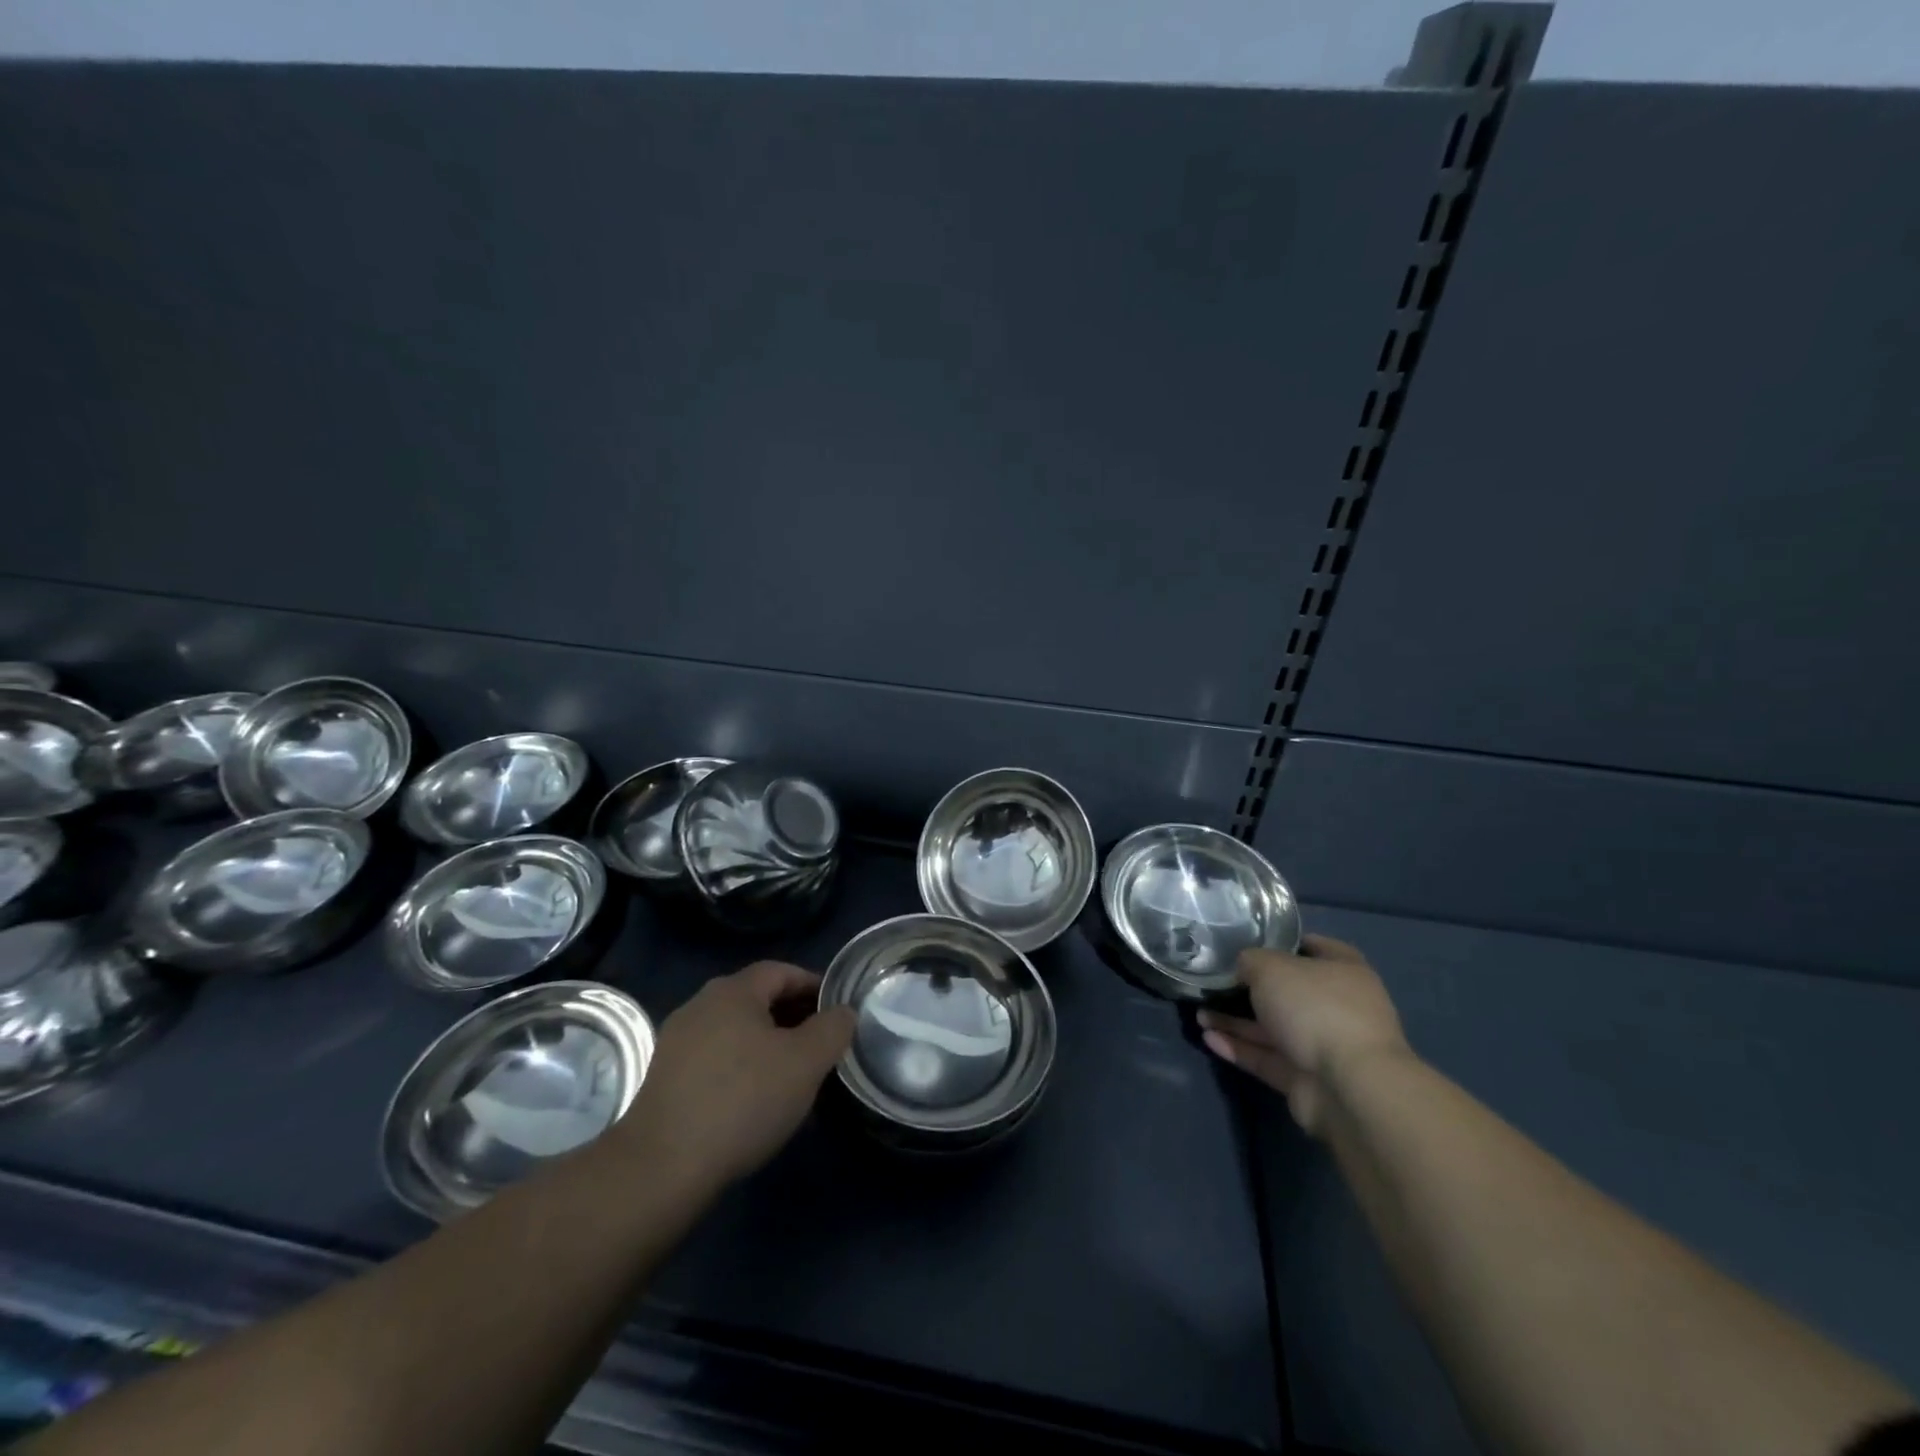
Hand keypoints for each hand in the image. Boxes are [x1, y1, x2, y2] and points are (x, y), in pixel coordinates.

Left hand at [617, 962, 855, 1192]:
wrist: (662, 1167)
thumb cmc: (743, 1101)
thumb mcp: (806, 1062)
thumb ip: (833, 1029)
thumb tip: (842, 1012)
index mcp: (733, 991)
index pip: (782, 971)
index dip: (813, 986)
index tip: (837, 1011)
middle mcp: (700, 1005)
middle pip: (757, 999)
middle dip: (792, 1016)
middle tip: (821, 1044)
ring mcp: (677, 1042)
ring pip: (735, 1030)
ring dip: (767, 1044)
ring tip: (792, 1076)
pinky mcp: (663, 1078)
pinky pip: (715, 1058)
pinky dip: (741, 1067)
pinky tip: (754, 1100)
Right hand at [1197, 935, 1409, 1137]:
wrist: (1347, 1086)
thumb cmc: (1314, 1007)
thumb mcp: (1270, 967)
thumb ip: (1250, 961)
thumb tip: (1243, 968)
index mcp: (1343, 971)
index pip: (1314, 947)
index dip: (1282, 942)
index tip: (1248, 942)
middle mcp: (1337, 1006)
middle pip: (1288, 991)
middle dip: (1250, 988)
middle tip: (1215, 982)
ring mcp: (1323, 1045)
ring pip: (1272, 1027)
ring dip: (1236, 1021)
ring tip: (1199, 1013)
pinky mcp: (1306, 1078)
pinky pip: (1267, 1057)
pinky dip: (1239, 1047)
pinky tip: (1208, 1038)